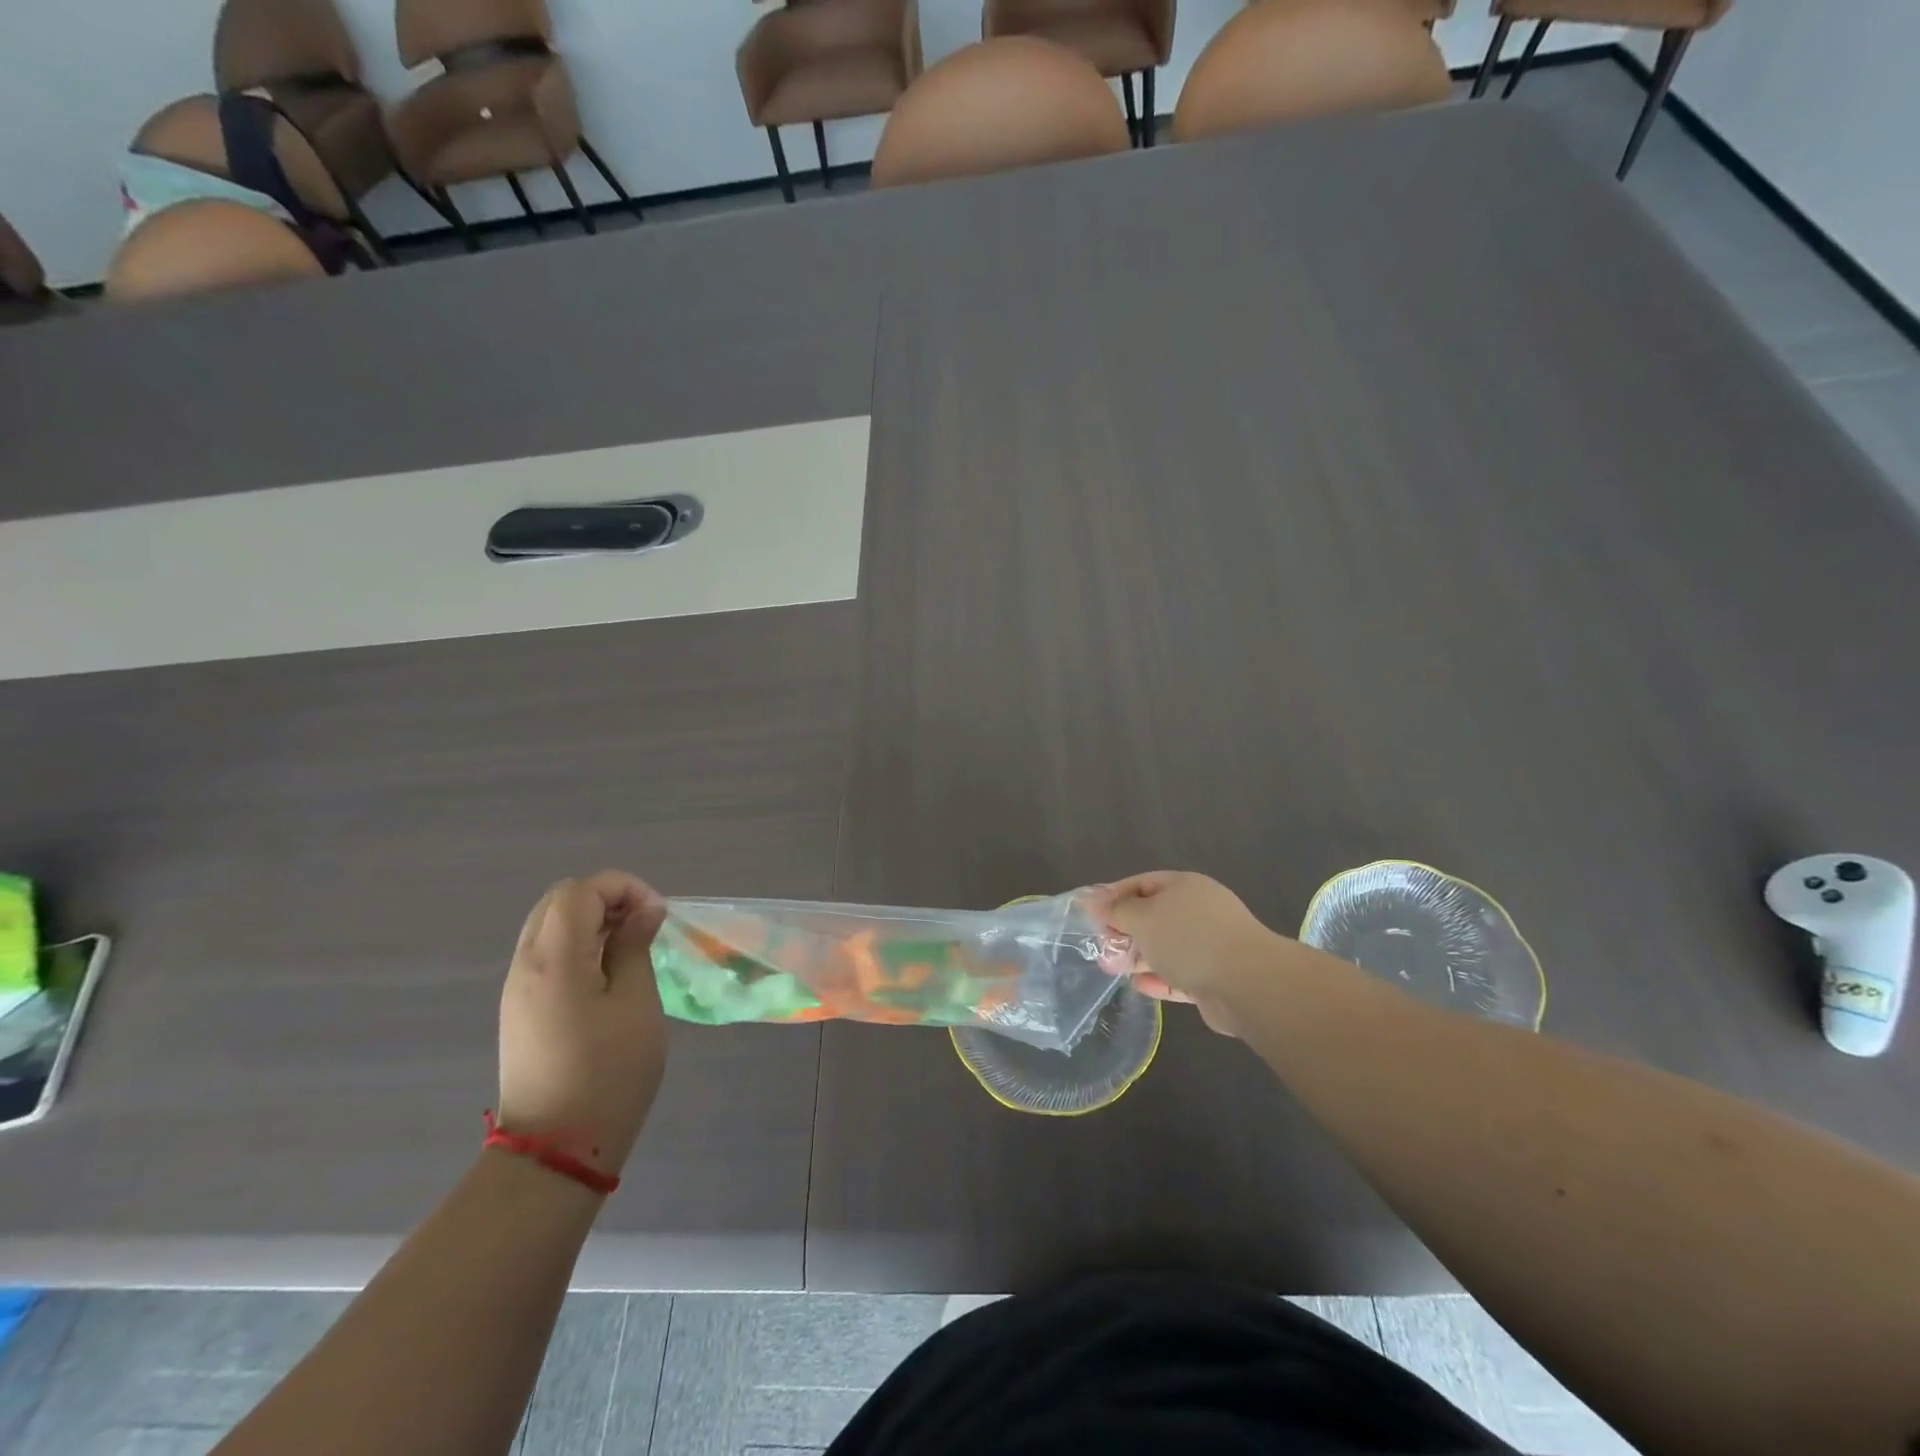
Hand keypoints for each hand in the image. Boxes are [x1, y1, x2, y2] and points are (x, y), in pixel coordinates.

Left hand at [497, 871, 667, 1178]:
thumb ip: (635, 947)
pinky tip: (608, 975)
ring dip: (593, 923)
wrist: (556, 1150)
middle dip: (606, 899)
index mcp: (553, 959)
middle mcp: (525, 965)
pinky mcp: (520, 1011)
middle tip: (644, 926)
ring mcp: (517, 989)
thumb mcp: (637, 1003)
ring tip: (631, 949)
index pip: (580, 891)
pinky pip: (546, 955)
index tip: (656, 915)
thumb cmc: (608, 1072)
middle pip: (559, 902)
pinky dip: (579, 946)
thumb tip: (644, 910)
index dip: (623, 888)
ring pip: (550, 927)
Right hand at [1098, 871, 1280, 1036]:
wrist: (1247, 983)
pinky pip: (1179, 974)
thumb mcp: (1143, 918)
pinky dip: (1158, 978)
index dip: (1114, 896)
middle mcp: (1198, 911)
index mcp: (1184, 886)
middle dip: (1125, 930)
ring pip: (1166, 947)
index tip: (1091, 914)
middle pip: (1154, 916)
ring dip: (1138, 956)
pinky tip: (1139, 986)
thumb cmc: (1188, 938)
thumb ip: (1117, 910)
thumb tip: (1093, 899)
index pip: (1142, 883)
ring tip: (1110, 968)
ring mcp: (1209, 944)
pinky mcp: (1214, 977)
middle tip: (1100, 945)